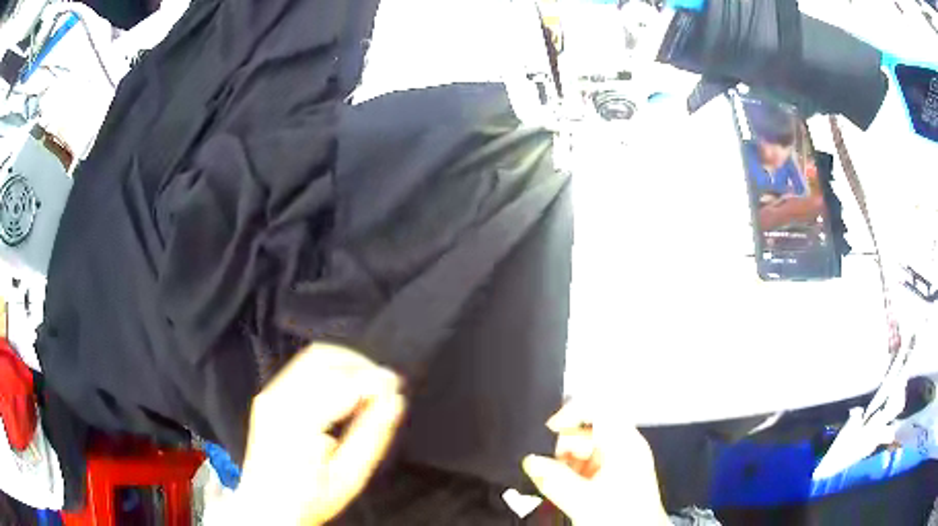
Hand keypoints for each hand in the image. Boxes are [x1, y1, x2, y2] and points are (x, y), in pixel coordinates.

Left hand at [235, 343, 405, 524]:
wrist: (267, 507)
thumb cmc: (309, 499)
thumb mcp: (349, 478)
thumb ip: (373, 436)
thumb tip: (395, 401)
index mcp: (295, 422)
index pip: (340, 383)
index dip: (373, 379)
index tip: (397, 386)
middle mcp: (277, 400)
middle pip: (323, 359)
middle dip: (360, 365)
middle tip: (385, 385)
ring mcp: (269, 394)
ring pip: (312, 357)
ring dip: (346, 363)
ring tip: (368, 386)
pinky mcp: (268, 395)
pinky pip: (302, 368)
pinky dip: (330, 370)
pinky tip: (345, 389)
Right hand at [522, 402, 669, 525]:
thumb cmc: (625, 518)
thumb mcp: (582, 500)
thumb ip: (553, 479)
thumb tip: (530, 461)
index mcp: (624, 442)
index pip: (595, 408)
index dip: (568, 414)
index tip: (546, 433)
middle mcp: (624, 446)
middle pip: (585, 431)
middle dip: (560, 449)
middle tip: (544, 469)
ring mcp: (620, 460)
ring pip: (583, 449)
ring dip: (564, 464)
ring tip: (554, 484)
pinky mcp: (614, 475)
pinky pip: (587, 464)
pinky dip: (572, 473)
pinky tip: (565, 491)